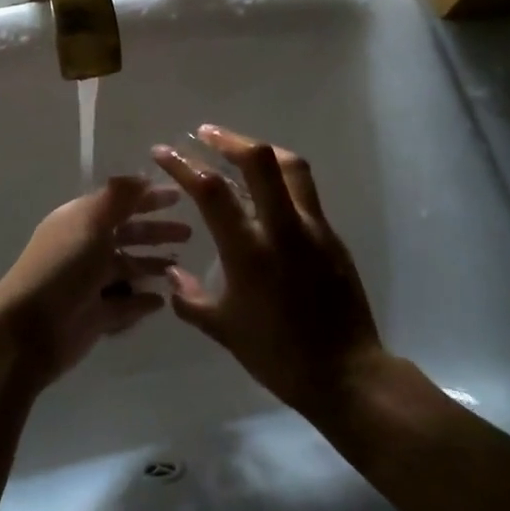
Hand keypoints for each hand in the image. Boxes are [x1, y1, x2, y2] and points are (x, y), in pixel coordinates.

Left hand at [0, 176, 188, 394]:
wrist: (28, 331)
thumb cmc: (61, 269)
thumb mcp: (90, 223)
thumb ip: (118, 197)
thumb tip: (142, 175)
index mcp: (81, 220)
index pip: (119, 202)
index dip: (148, 197)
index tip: (180, 196)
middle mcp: (86, 247)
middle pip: (127, 234)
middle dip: (156, 232)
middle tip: (190, 234)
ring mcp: (91, 283)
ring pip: (129, 268)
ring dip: (153, 265)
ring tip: (180, 267)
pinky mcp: (96, 316)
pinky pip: (126, 303)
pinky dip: (143, 300)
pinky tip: (164, 299)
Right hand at [152, 124, 384, 416]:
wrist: (346, 375)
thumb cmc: (277, 354)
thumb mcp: (223, 329)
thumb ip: (190, 298)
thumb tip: (171, 275)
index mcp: (249, 250)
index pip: (211, 190)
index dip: (183, 164)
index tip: (163, 151)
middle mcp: (282, 228)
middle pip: (259, 160)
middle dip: (228, 139)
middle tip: (205, 135)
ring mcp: (313, 228)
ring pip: (290, 166)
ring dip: (261, 151)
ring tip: (240, 152)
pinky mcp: (332, 236)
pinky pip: (304, 192)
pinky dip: (281, 179)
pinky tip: (267, 196)